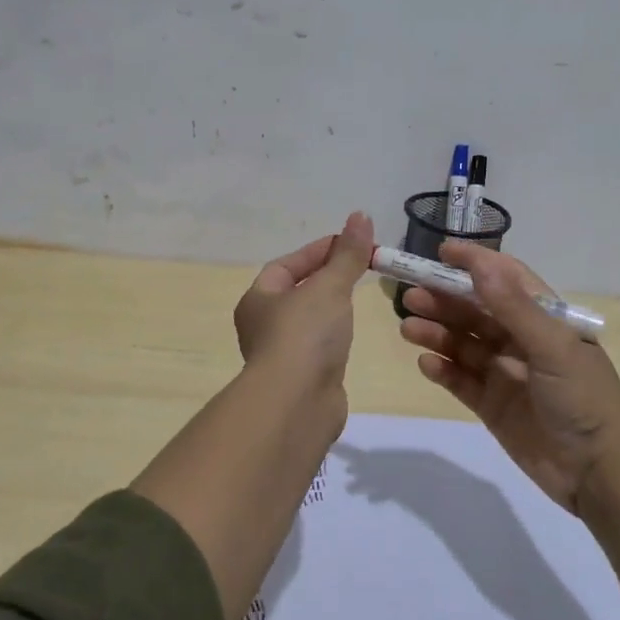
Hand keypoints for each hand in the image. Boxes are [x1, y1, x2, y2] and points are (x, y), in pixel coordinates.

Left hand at [234, 212, 374, 426]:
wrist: (296, 404)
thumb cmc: (305, 335)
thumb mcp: (330, 286)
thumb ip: (347, 254)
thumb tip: (361, 216)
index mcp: (258, 299)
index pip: (286, 265)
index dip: (318, 251)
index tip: (352, 243)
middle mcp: (262, 325)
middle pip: (296, 292)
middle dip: (326, 278)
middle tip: (360, 268)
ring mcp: (281, 354)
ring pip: (307, 321)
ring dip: (330, 308)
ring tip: (358, 298)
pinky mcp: (301, 379)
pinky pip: (318, 347)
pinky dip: (334, 337)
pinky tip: (351, 335)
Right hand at [399, 242, 619, 511]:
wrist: (599, 472)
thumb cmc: (583, 398)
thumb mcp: (552, 346)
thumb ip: (513, 307)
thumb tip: (480, 265)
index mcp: (545, 319)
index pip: (506, 279)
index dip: (475, 263)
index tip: (441, 252)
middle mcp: (522, 341)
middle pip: (476, 311)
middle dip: (445, 300)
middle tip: (410, 295)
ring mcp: (505, 373)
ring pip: (463, 344)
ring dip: (437, 332)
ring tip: (409, 327)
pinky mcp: (492, 405)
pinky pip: (460, 380)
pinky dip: (442, 369)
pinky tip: (425, 363)